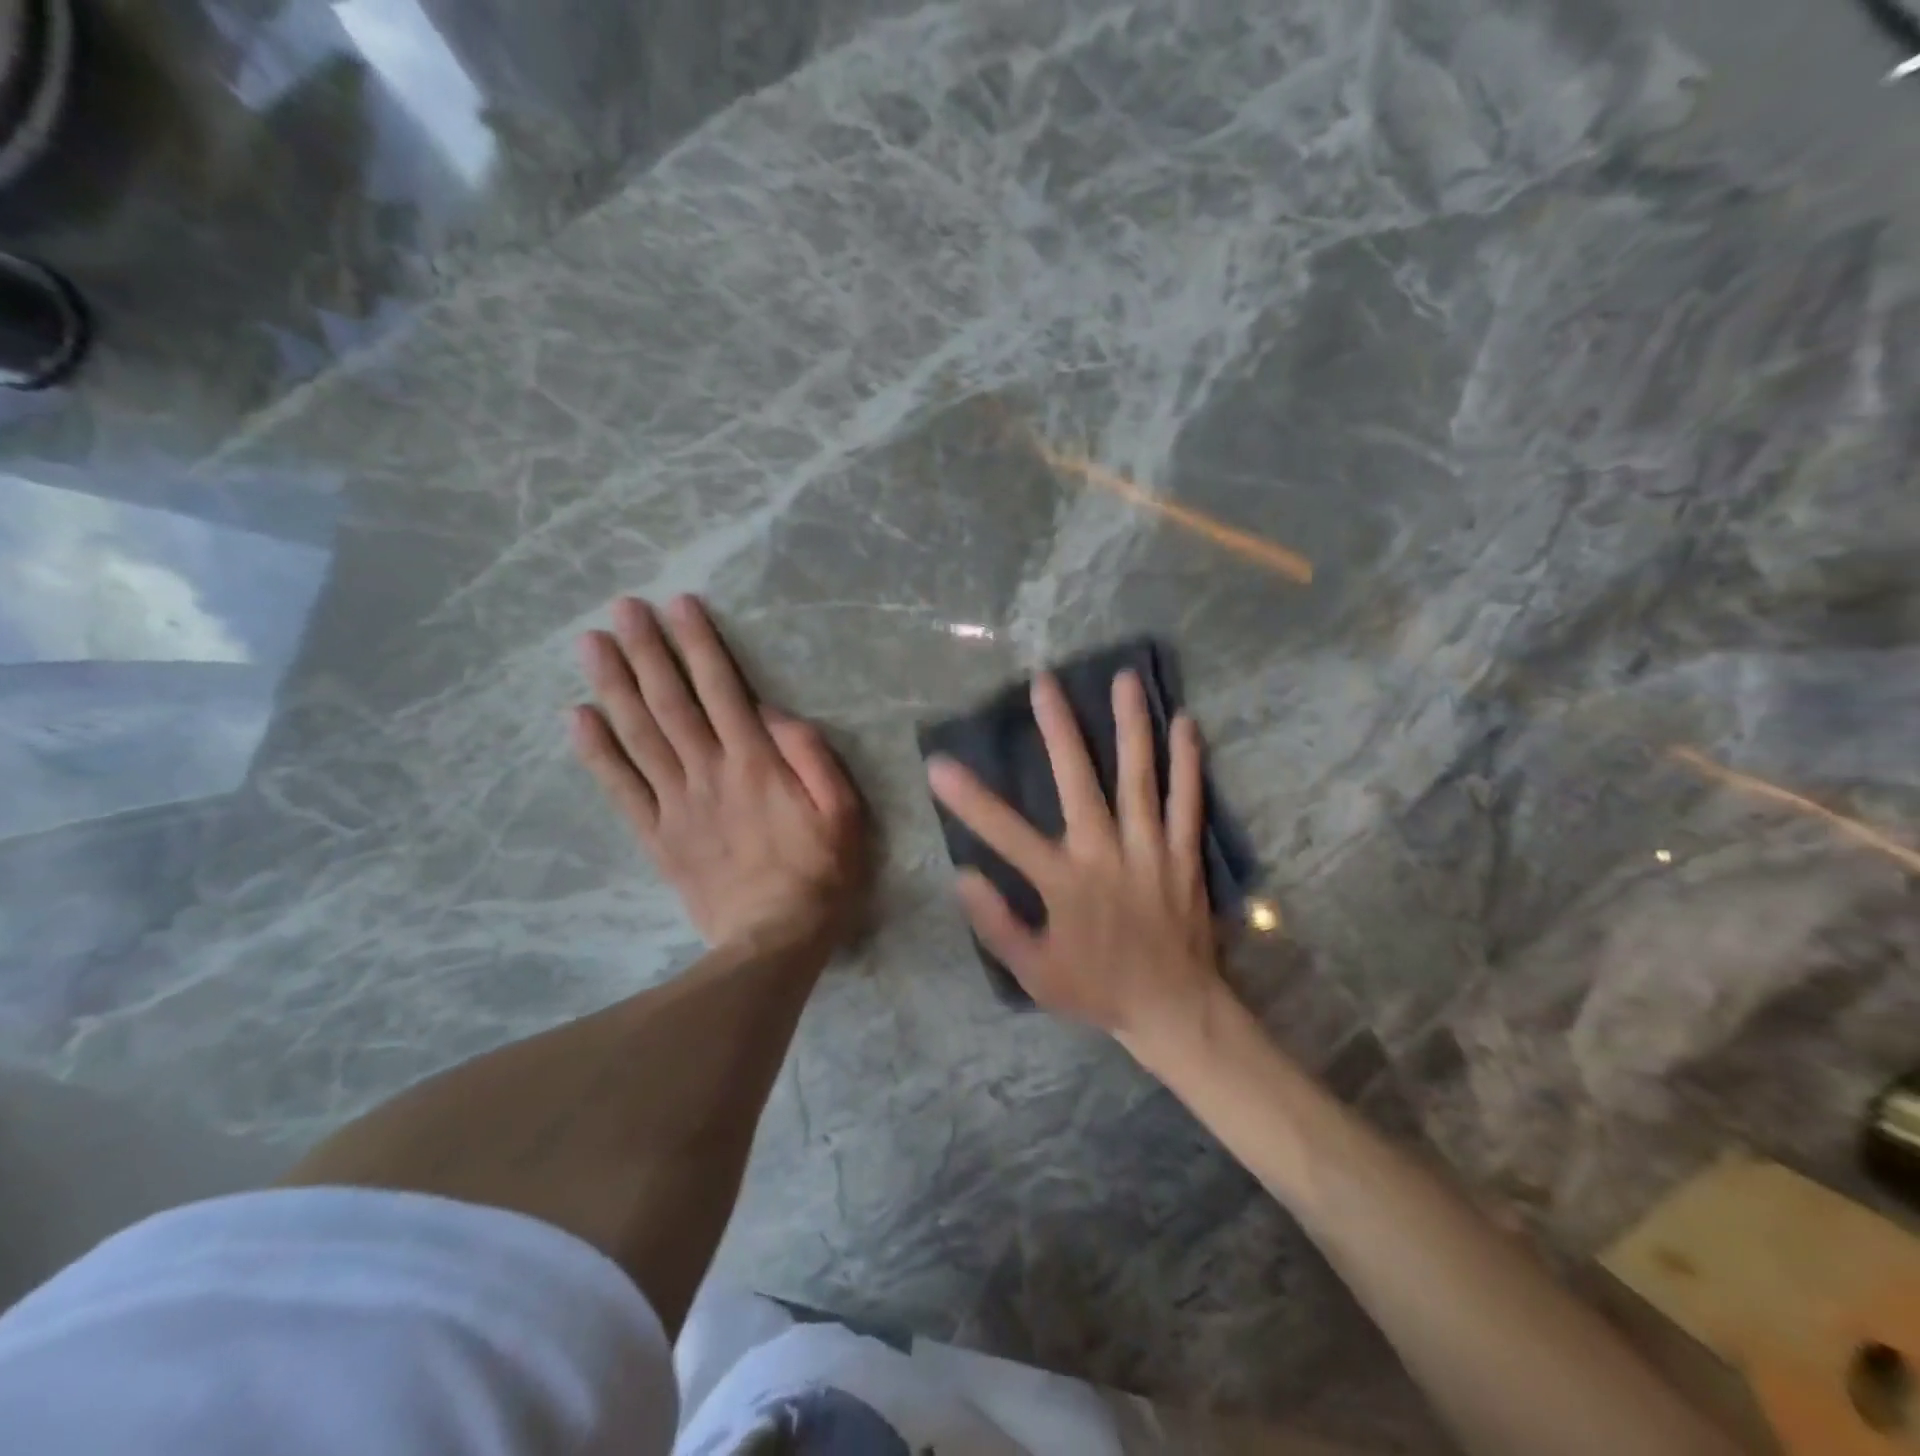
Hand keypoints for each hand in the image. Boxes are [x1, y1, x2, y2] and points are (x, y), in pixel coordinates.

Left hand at [571, 595, 869, 950]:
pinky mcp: (657, 836)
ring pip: (639, 736)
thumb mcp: (843, 811)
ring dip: (614, 686)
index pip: (722, 690)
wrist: (775, 941)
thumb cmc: (821, 872)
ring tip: (590, 644)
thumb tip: (771, 712)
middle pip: (671, 702)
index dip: (699, 645)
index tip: (678, 606)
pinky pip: (621, 789)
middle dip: (646, 651)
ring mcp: (677, 805)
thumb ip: (810, 755)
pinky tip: (577, 718)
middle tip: (621, 608)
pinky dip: (597, 752)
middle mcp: (709, 773)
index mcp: (756, 763)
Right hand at [926, 669, 1224, 1053]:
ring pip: (1140, 778)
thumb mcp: (1033, 971)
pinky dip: (1188, 762)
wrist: (1174, 1009)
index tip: (938, 764)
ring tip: (1125, 679)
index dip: (968, 798)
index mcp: (1064, 883)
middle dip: (1059, 729)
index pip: (1005, 833)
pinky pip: (1188, 801)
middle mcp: (1106, 854)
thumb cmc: (1096, 989)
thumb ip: (996, 924)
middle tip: (1045, 682)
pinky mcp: (1183, 854)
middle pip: (1079, 781)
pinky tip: (1186, 723)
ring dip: (1131, 726)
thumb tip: (963, 875)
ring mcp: (1150, 849)